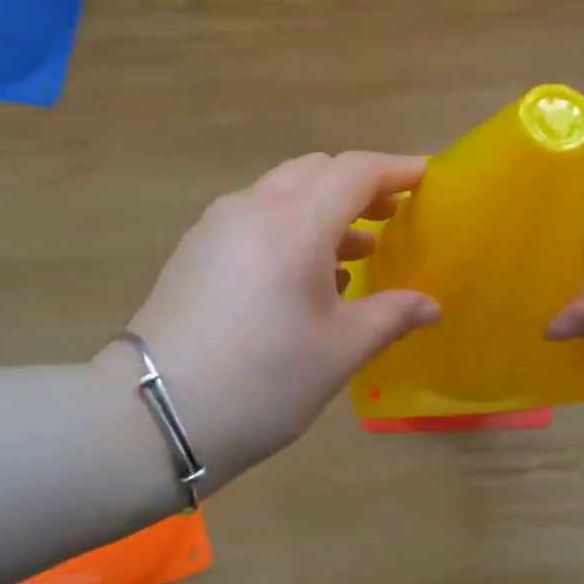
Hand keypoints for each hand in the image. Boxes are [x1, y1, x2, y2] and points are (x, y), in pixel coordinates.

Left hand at [126, 152, 441, 485]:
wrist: (152, 414)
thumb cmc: (263, 380)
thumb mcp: (340, 350)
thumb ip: (391, 316)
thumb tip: (431, 305)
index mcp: (296, 223)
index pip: (354, 171)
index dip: (395, 169)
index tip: (425, 176)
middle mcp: (254, 207)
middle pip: (316, 171)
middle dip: (358, 185)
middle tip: (392, 212)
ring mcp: (217, 225)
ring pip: (282, 191)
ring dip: (324, 207)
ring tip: (357, 250)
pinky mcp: (195, 248)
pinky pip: (255, 216)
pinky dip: (290, 225)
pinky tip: (304, 274)